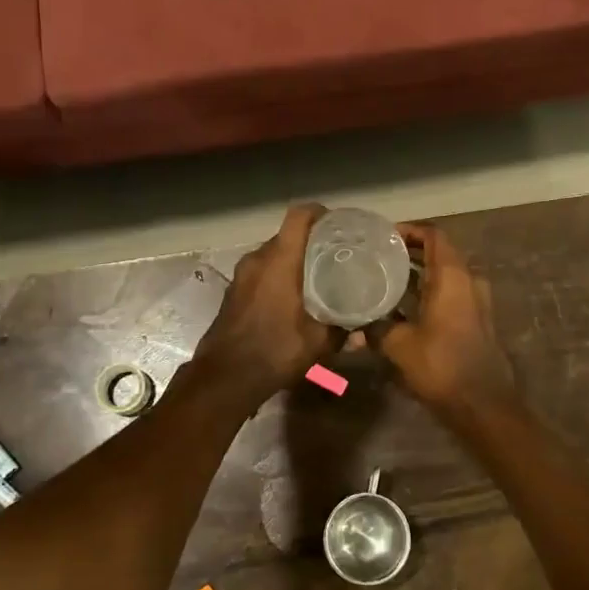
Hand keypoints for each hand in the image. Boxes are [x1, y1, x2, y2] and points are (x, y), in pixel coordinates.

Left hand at [189, 205, 335, 413]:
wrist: (226, 377)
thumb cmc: (275, 351)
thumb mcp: (318, 343)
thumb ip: (342, 332)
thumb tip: (362, 332)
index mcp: (279, 261)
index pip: (298, 216)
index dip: (318, 212)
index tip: (337, 223)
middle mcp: (257, 260)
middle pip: (286, 235)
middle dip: (310, 240)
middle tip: (335, 254)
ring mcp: (241, 275)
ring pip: (272, 255)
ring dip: (292, 260)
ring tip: (317, 276)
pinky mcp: (233, 292)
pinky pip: (260, 272)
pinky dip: (277, 276)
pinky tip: (293, 297)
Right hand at [371, 224, 515, 415]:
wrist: (482, 403)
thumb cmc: (441, 365)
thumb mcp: (399, 345)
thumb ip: (376, 329)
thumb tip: (354, 327)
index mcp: (453, 276)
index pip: (433, 235)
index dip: (409, 230)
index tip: (383, 237)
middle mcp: (469, 281)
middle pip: (438, 254)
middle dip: (409, 253)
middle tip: (377, 258)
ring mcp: (476, 301)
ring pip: (444, 277)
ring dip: (418, 276)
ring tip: (384, 281)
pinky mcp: (476, 321)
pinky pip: (449, 295)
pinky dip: (427, 294)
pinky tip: (401, 309)